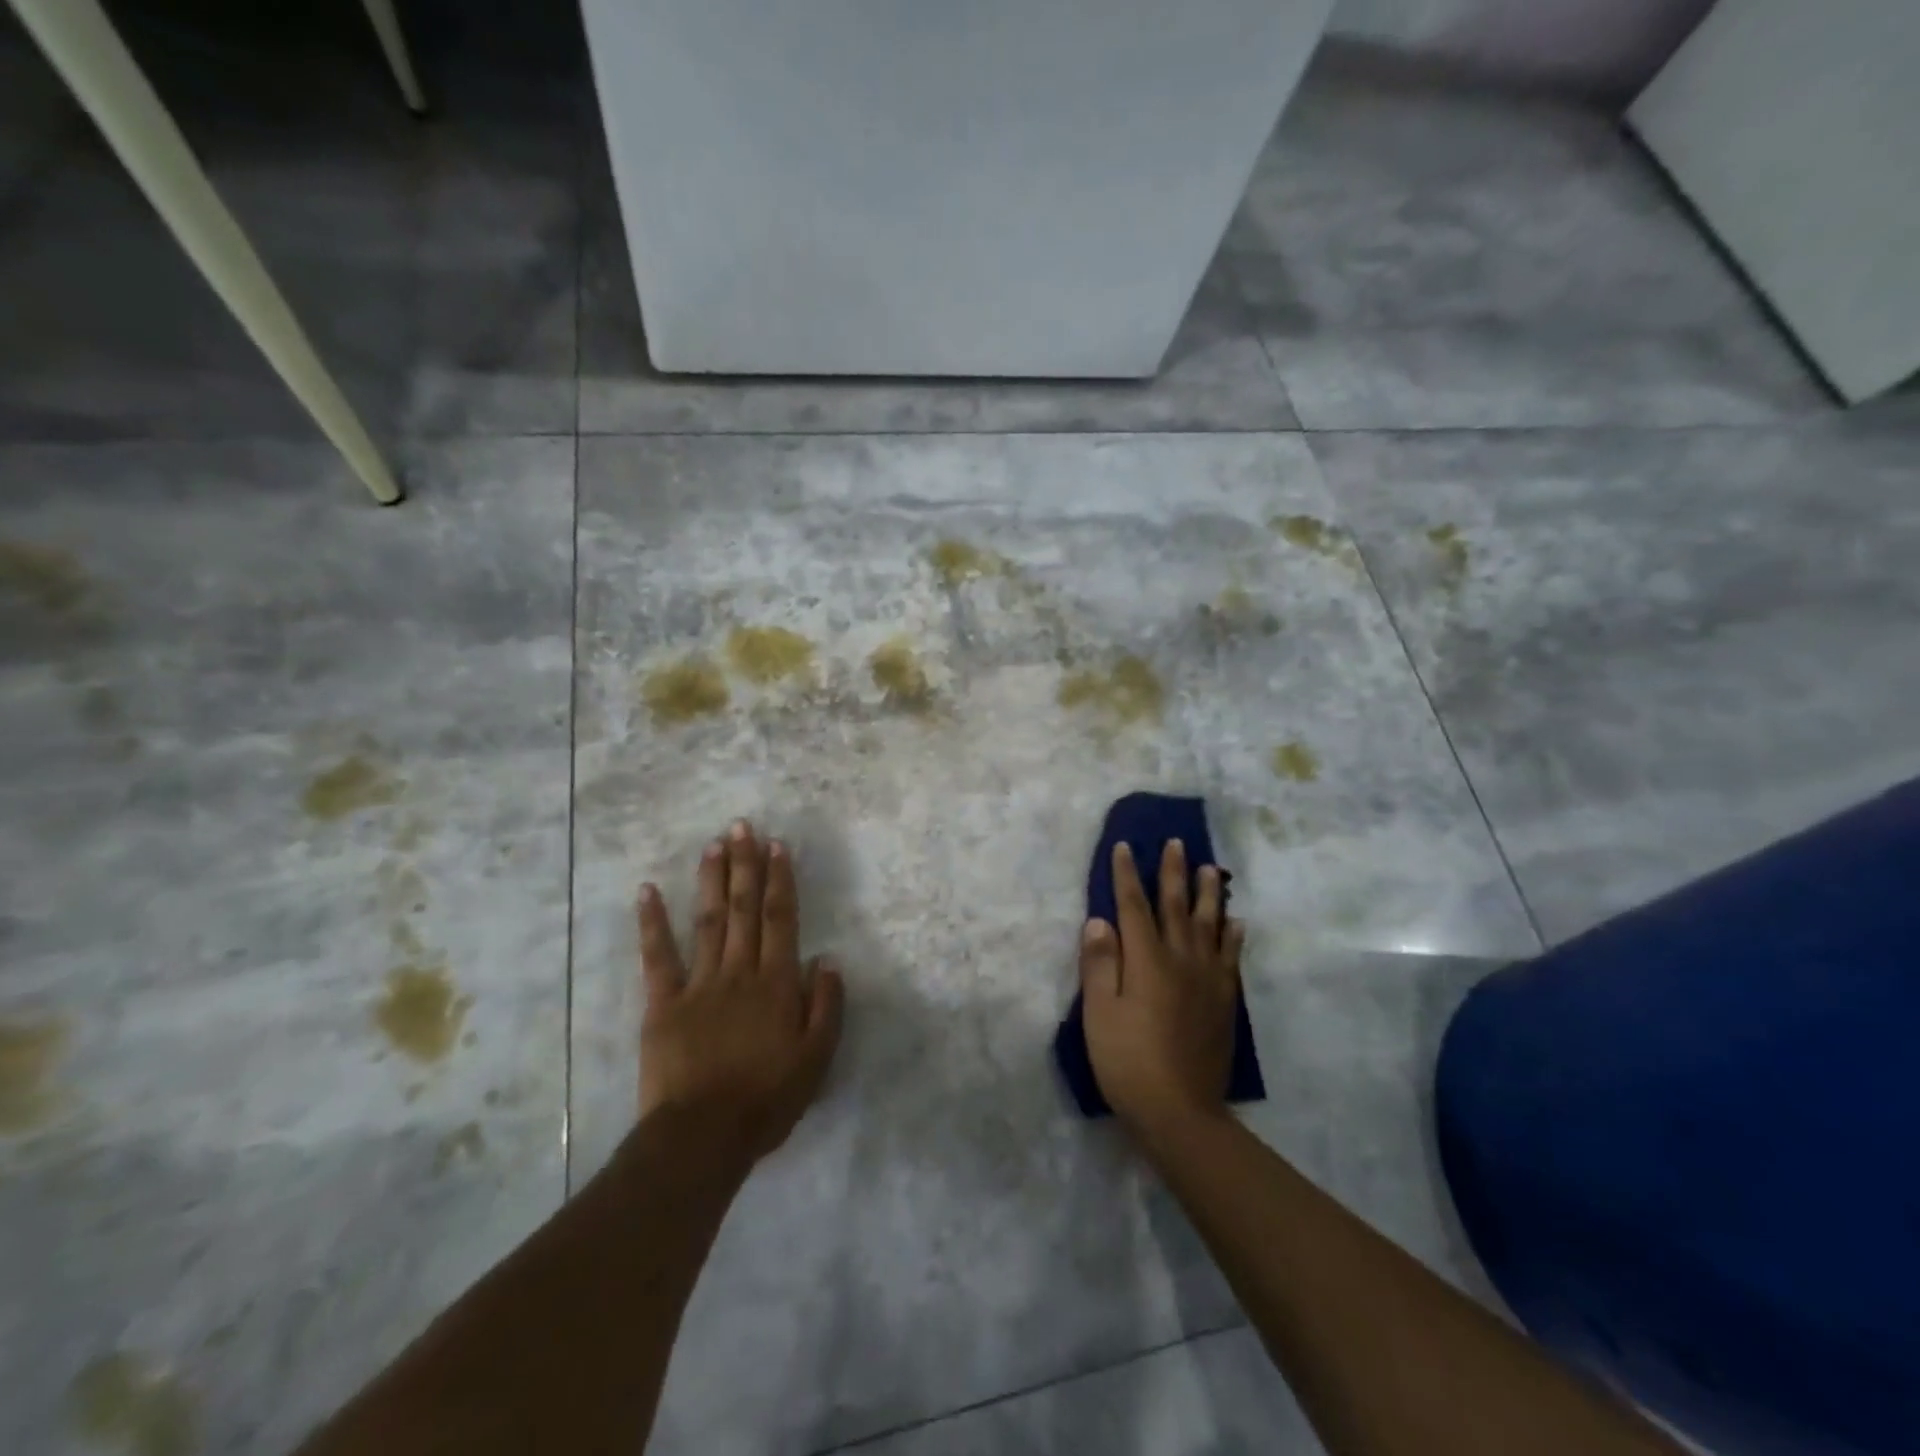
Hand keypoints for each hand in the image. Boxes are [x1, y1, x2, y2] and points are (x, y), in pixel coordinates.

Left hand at [636, 820, 844, 1167]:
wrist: (702, 1137)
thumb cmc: (766, 1099)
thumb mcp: (816, 1059)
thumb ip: (826, 1005)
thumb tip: (827, 959)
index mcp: (776, 983)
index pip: (781, 919)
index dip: (780, 879)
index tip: (776, 845)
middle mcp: (739, 971)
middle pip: (744, 909)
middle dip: (745, 865)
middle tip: (741, 826)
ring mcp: (698, 984)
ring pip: (708, 921)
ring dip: (711, 880)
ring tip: (713, 845)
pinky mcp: (663, 1004)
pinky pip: (657, 957)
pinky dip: (652, 923)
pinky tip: (647, 891)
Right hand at [1080, 839, 1245, 1138]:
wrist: (1180, 1112)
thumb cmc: (1128, 1061)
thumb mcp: (1100, 1013)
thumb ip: (1100, 964)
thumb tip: (1099, 920)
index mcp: (1147, 960)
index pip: (1133, 906)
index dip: (1127, 875)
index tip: (1124, 846)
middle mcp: (1181, 960)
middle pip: (1176, 906)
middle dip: (1173, 872)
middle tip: (1176, 842)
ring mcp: (1207, 979)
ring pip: (1209, 925)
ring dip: (1209, 893)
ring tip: (1210, 868)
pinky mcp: (1224, 1001)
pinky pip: (1231, 957)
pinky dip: (1233, 935)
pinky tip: (1236, 922)